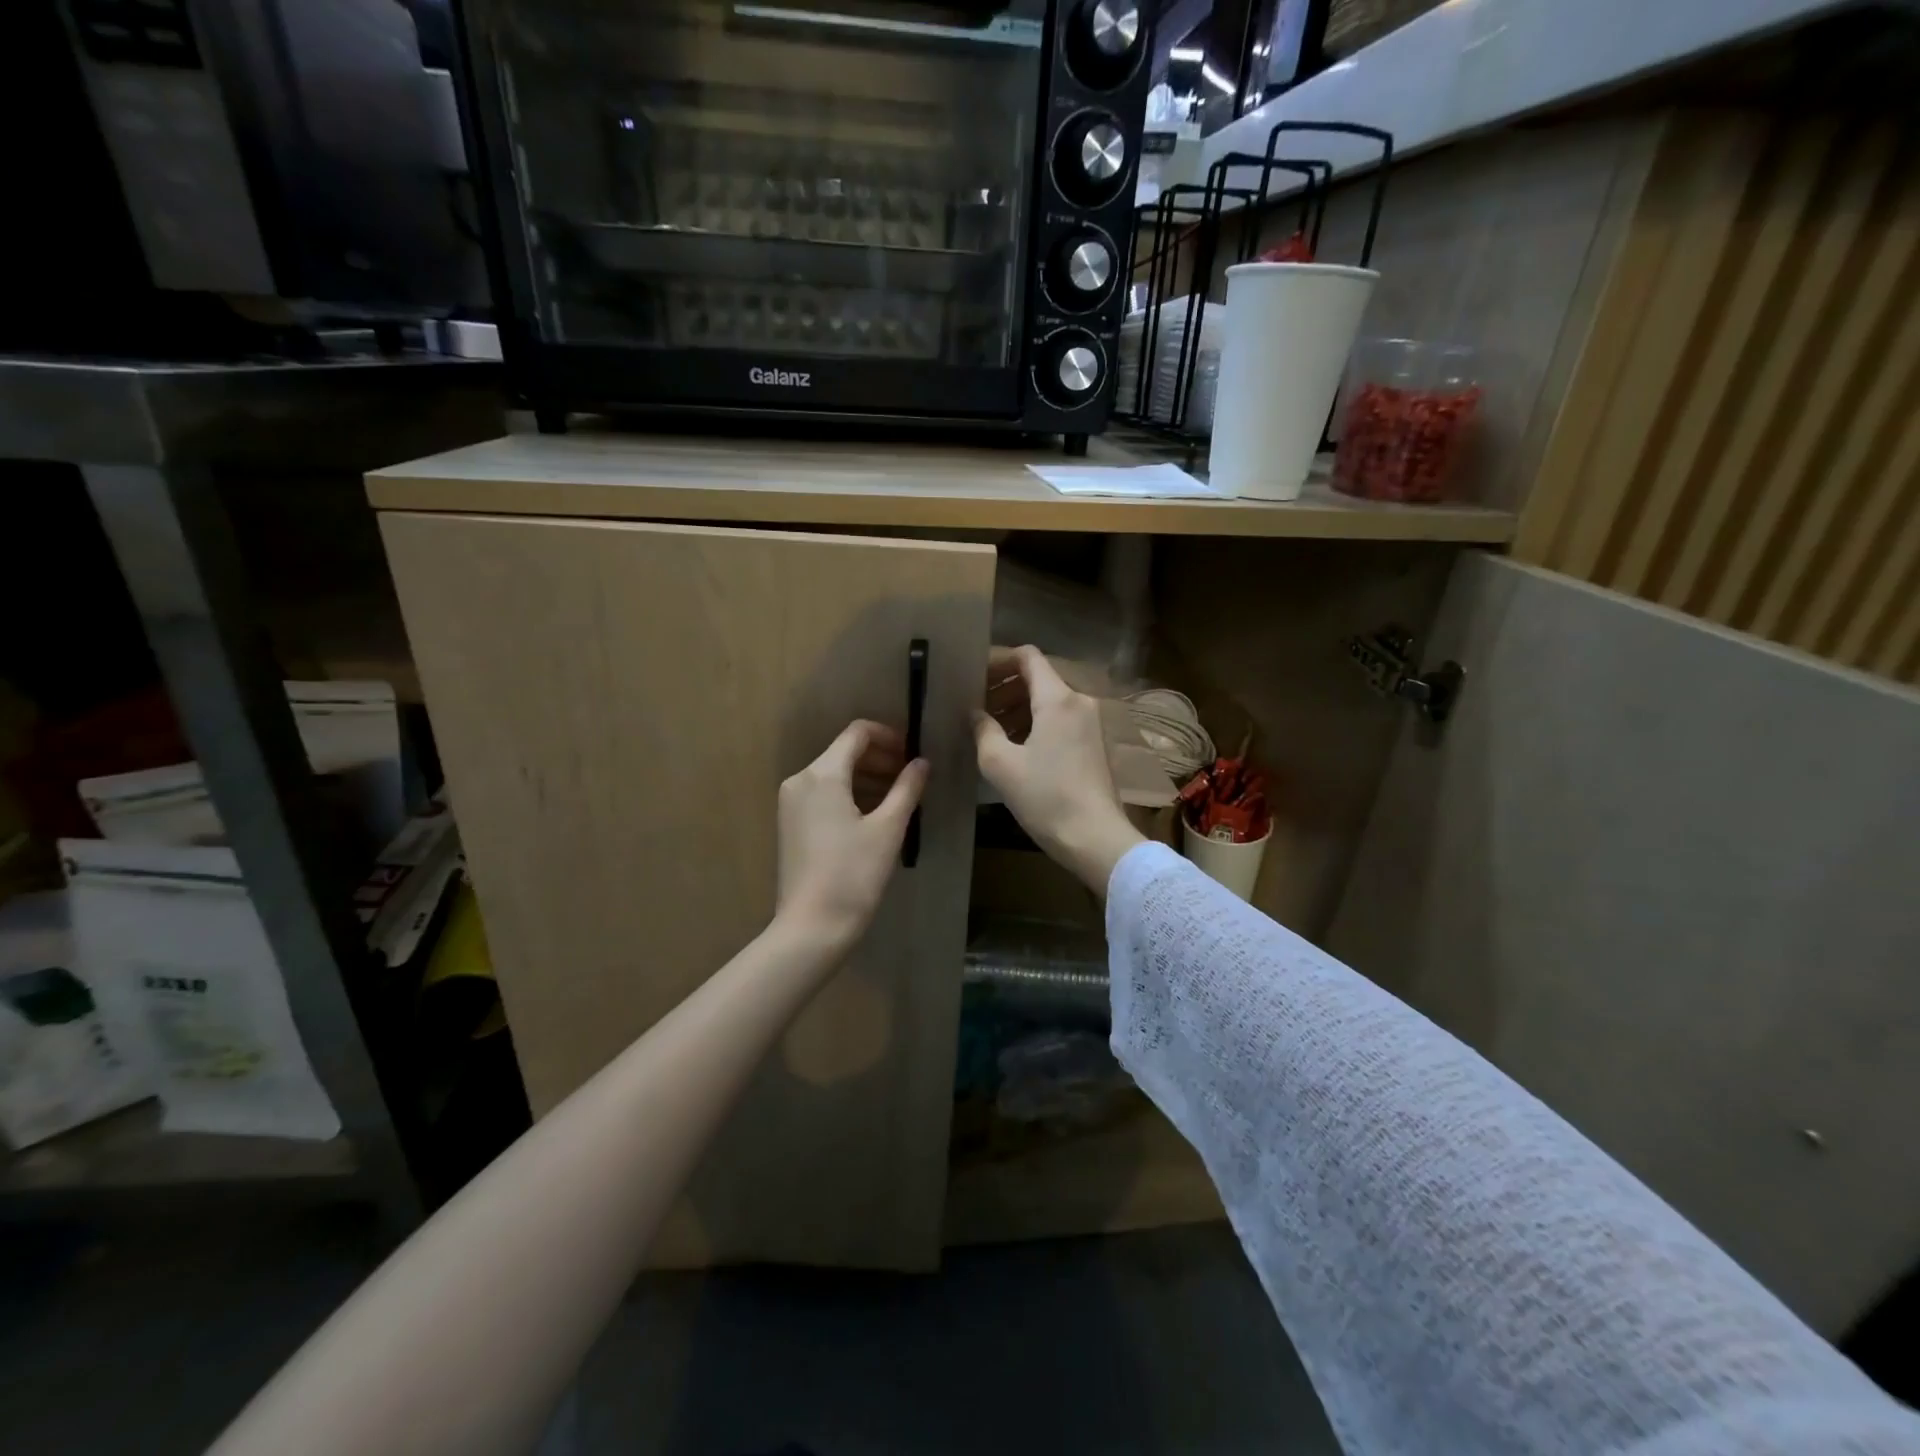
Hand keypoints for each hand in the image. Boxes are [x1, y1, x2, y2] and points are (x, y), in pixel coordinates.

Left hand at [775, 719, 928, 954]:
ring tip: (898, 798)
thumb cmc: (854, 874)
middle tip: (911, 778)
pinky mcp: (790, 823)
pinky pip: (823, 794)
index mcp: (823, 774)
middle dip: (879, 759)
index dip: (888, 736)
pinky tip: (872, 815)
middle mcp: (801, 779)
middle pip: (844, 752)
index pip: (857, 733)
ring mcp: (791, 802)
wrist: (812, 926)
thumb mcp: (888, 828)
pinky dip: (849, 794)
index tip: (912, 755)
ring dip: (867, 777)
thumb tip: (921, 762)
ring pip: (834, 774)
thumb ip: (907, 788)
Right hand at [974, 646, 1143, 896]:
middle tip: (974, 706)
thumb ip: (983, 730)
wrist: (1095, 838)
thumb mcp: (1000, 764)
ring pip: (1048, 700)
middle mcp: (1078, 701)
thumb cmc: (1045, 798)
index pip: (1027, 656)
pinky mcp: (1094, 743)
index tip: (973, 677)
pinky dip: (1034, 722)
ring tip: (989, 728)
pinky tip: (1013, 746)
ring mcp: (1090, 722)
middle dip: (1003, 686)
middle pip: (1037, 677)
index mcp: (1057, 699)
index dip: (998, 660)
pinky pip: (1060, 719)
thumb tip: (975, 713)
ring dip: (1017, 706)